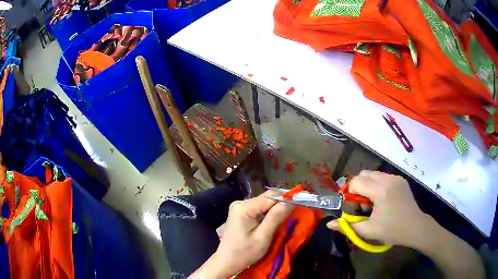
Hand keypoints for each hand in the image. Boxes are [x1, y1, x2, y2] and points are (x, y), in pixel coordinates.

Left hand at [190, 190, 293, 277]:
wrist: (227, 261)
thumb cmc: (245, 252)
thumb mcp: (263, 237)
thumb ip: (276, 217)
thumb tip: (291, 200)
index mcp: (244, 207)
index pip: (271, 195)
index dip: (287, 197)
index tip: (301, 202)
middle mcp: (240, 202)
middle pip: (267, 198)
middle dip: (282, 204)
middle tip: (295, 212)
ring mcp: (238, 207)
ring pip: (264, 203)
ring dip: (276, 209)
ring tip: (286, 218)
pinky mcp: (240, 212)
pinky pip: (258, 208)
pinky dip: (268, 213)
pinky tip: (273, 221)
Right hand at [327, 170, 429, 247]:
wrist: (416, 227)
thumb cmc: (393, 230)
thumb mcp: (369, 231)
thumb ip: (348, 226)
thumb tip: (329, 224)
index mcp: (381, 190)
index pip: (356, 181)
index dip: (350, 194)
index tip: (355, 208)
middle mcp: (388, 178)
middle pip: (364, 174)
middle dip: (358, 188)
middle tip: (363, 205)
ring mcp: (396, 177)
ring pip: (373, 174)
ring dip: (368, 186)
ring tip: (373, 203)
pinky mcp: (401, 180)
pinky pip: (383, 177)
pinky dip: (377, 186)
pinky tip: (383, 200)